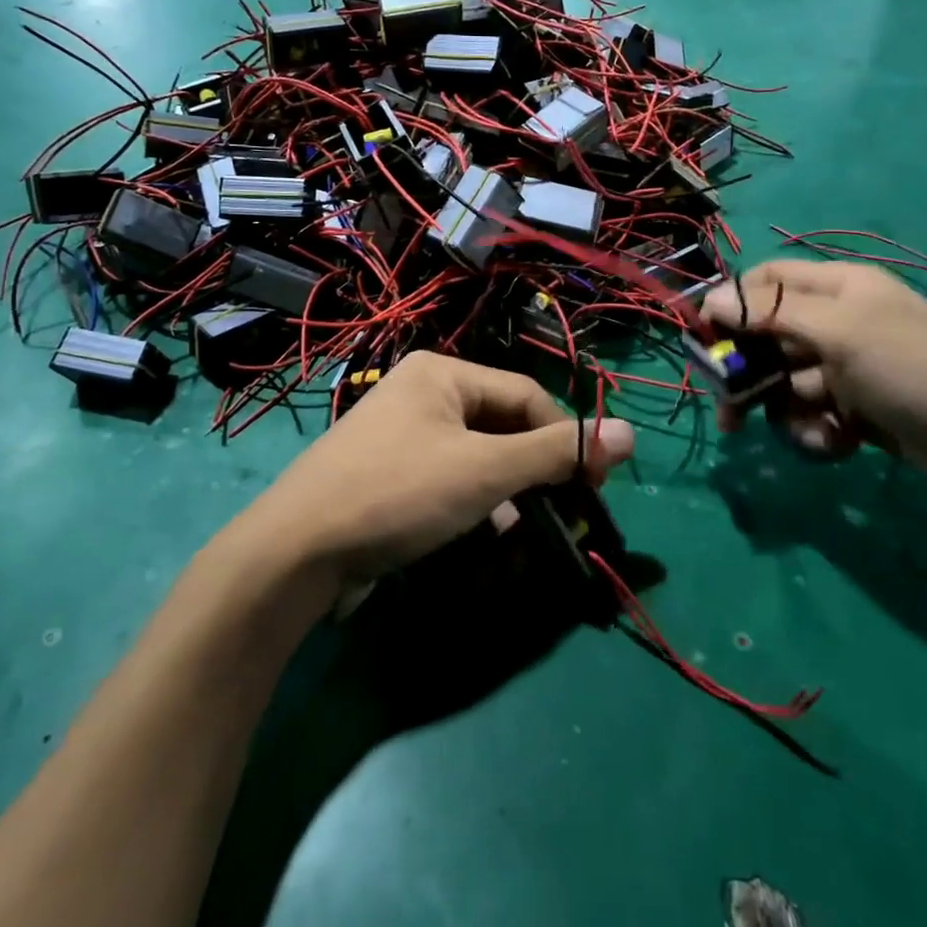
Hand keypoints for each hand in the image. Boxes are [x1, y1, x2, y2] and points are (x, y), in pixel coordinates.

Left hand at [248, 352, 633, 587]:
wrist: (295, 552)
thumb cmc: (399, 493)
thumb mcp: (486, 471)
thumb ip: (557, 452)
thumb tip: (631, 433)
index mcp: (442, 373)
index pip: (526, 395)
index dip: (566, 438)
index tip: (594, 484)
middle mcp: (421, 393)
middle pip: (501, 425)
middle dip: (535, 470)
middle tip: (566, 509)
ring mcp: (400, 435)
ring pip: (477, 456)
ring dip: (508, 492)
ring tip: (527, 528)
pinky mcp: (388, 474)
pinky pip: (448, 479)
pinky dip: (473, 503)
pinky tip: (485, 535)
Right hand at [703, 260, 926, 503]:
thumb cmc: (919, 372)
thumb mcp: (842, 333)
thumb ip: (771, 313)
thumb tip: (708, 298)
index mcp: (839, 288)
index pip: (766, 282)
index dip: (731, 307)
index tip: (703, 342)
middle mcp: (841, 323)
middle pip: (769, 338)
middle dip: (750, 375)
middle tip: (730, 413)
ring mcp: (852, 369)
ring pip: (787, 384)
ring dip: (789, 412)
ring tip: (815, 432)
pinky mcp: (862, 411)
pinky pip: (815, 415)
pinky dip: (817, 432)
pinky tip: (838, 445)